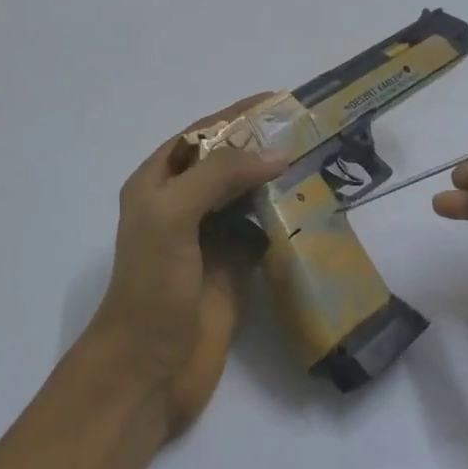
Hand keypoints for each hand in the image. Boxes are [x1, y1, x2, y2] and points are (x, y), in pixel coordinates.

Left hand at [89, 96, 287, 435]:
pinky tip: (311, 209)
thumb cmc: (152, 286)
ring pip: (246, 197)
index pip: (200, 135)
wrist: (149, 367)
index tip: (278, 101)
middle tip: (309, 130)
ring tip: (318, 162)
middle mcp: (182, 206)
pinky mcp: (232, 270)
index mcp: (157, 185)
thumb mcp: (173, 216)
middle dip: (261, 145)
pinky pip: (262, 233)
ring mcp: (208, 239)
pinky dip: (284, 219)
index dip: (235, 116)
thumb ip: (219, 176)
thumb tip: (276, 152)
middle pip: (226, 164)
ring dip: (276, 180)